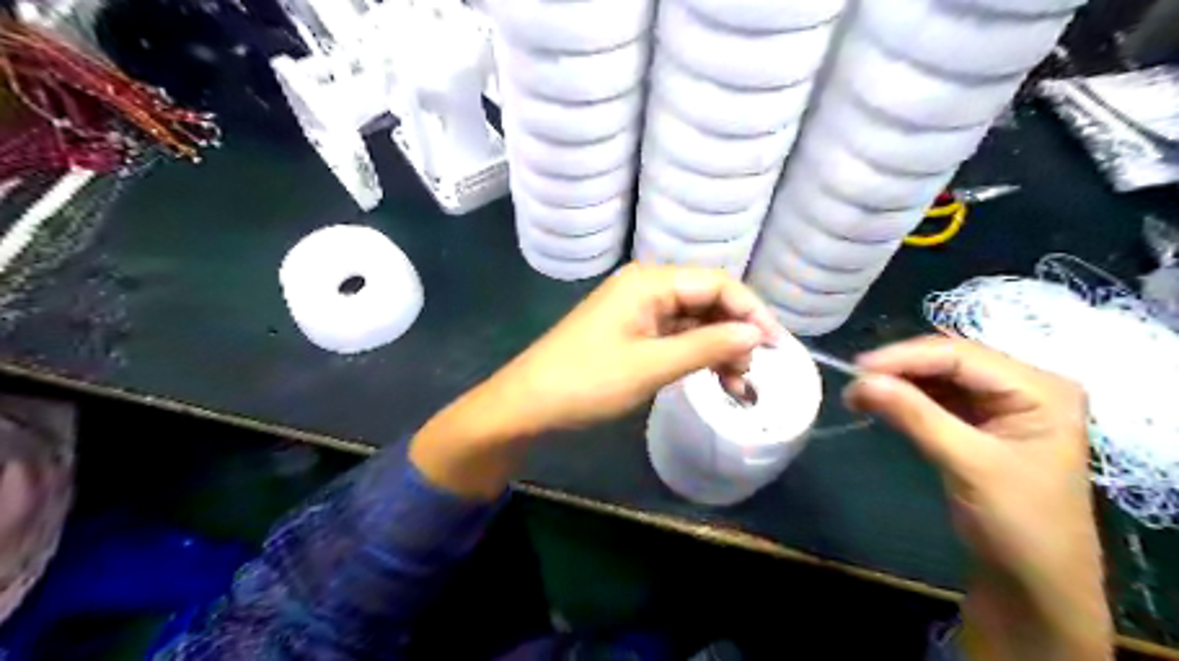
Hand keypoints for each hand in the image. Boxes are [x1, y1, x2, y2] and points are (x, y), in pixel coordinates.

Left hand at [412, 262, 780, 494]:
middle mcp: (647, 288)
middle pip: (707, 301)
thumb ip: (707, 346)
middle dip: (735, 335)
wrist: (528, 404)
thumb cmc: (587, 381)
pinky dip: (696, 357)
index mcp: (650, 282)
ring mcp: (638, 312)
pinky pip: (675, 338)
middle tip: (752, 373)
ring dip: (718, 350)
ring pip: (694, 323)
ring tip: (738, 386)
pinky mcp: (632, 334)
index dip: (751, 311)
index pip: (717, 283)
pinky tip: (714, 380)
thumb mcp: (651, 366)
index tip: (776, 347)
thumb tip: (756, 334)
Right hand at [842, 338, 1111, 657]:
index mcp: (1040, 389)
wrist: (1035, 584)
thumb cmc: (1020, 525)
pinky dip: (905, 398)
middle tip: (853, 382)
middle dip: (900, 368)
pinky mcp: (980, 423)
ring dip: (898, 382)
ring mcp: (1001, 404)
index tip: (857, 368)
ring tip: (857, 394)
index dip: (906, 357)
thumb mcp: (968, 465)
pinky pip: (936, 397)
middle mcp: (1023, 386)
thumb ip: (915, 416)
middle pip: (950, 360)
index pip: (962, 356)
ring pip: (939, 377)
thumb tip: (861, 381)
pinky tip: (879, 403)